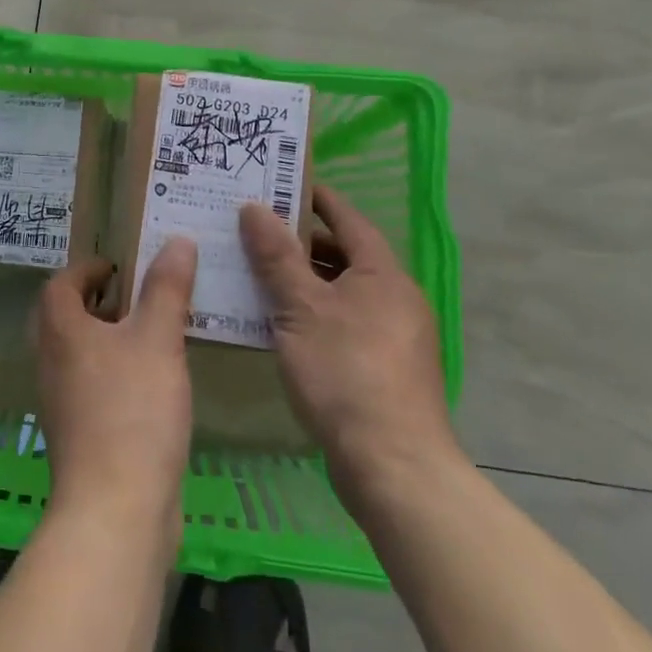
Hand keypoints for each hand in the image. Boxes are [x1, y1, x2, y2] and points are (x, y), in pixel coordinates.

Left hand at [35, 242, 197, 524]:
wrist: (116, 510)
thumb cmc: (133, 411)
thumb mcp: (158, 339)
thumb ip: (167, 288)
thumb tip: (176, 240)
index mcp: (61, 331)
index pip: (60, 283)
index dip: (86, 268)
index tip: (118, 266)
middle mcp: (51, 362)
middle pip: (63, 317)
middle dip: (96, 301)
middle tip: (134, 295)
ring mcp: (61, 403)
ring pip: (77, 354)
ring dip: (106, 338)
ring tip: (149, 334)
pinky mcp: (78, 436)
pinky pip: (90, 386)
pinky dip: (112, 372)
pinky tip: (151, 384)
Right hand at [239, 185, 459, 501]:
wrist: (394, 466)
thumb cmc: (345, 372)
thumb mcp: (300, 308)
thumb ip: (276, 256)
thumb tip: (254, 207)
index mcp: (381, 274)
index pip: (348, 219)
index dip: (317, 199)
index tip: (283, 184)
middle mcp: (396, 298)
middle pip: (346, 256)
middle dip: (302, 243)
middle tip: (257, 234)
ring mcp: (396, 337)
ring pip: (345, 293)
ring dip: (307, 282)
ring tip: (260, 278)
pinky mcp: (388, 371)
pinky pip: (347, 324)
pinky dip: (317, 315)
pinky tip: (284, 328)